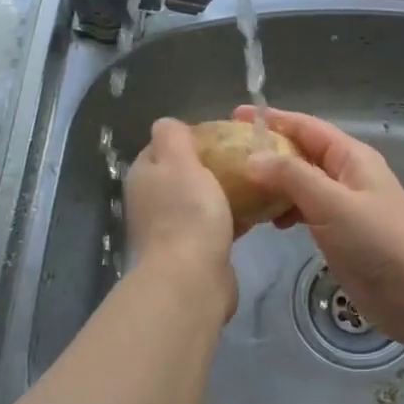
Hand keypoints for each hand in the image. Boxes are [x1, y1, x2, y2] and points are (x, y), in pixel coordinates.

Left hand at [125, 118, 238, 318]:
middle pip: (184, 173)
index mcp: (144, 176)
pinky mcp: (195, 251)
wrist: (193, 279)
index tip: (223, 136)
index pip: (163, 146)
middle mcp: (152, 201)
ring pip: (202, 199)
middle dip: (213, 165)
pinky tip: (259, 212)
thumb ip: (172, 135)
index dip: (191, 138)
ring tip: (256, 182)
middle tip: (244, 158)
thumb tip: (169, 124)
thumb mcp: (177, 160)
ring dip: (226, 192)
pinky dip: (234, 217)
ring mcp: (172, 228)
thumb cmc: (186, 213)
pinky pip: (217, 224)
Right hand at [236, 107, 403, 354]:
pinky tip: (267, 222)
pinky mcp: (339, 233)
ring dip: (272, 184)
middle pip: (301, 153)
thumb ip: (292, 177)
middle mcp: (346, 175)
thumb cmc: (379, 243)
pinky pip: (305, 210)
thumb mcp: (333, 204)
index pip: (305, 127)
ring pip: (301, 184)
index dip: (272, 120)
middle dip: (266, 152)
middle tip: (225, 158)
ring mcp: (343, 205)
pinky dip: (284, 211)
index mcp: (351, 157)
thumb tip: (251, 158)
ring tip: (237, 191)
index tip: (234, 117)